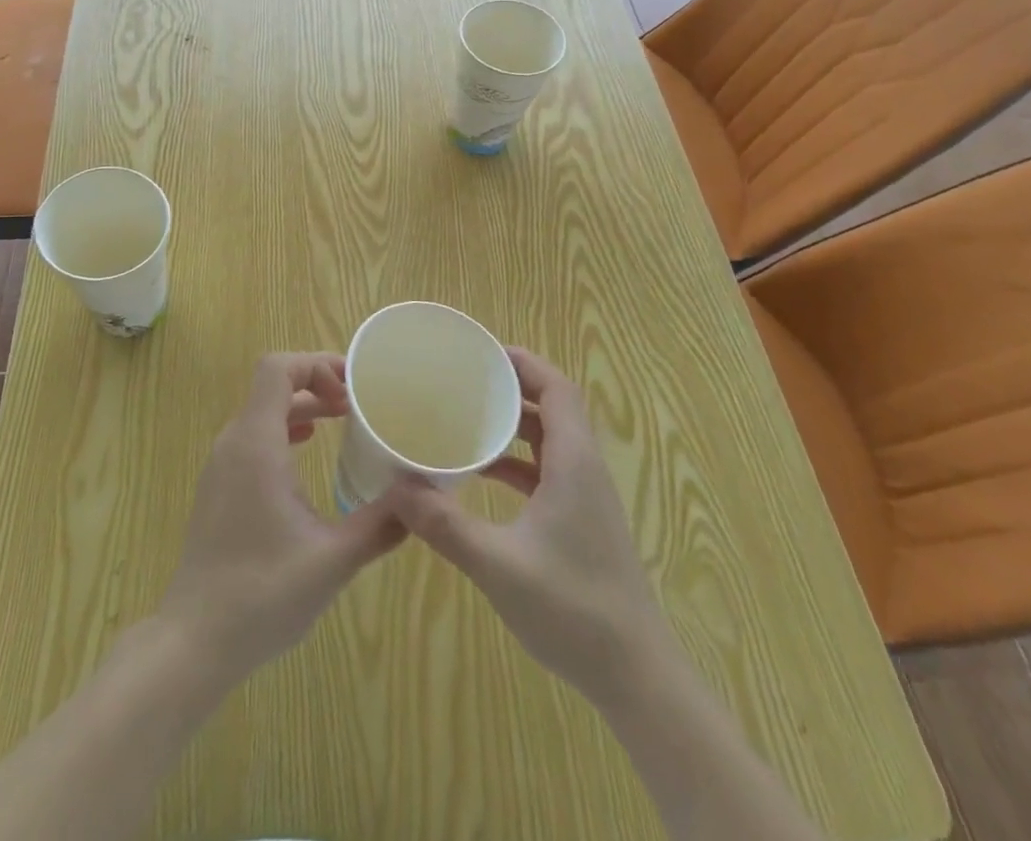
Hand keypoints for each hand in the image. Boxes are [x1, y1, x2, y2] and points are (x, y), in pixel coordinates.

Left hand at [156, 352, 405, 685]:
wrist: (193, 642)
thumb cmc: (263, 593)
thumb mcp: (334, 559)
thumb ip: (381, 523)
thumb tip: (423, 497)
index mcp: (256, 442)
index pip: (278, 368)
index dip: (317, 363)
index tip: (355, 385)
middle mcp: (234, 442)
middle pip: (273, 385)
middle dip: (317, 383)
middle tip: (359, 402)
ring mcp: (221, 465)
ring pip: (262, 411)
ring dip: (302, 405)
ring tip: (342, 419)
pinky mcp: (219, 487)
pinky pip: (253, 436)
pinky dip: (284, 429)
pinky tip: (308, 450)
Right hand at [392, 347, 662, 714]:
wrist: (636, 677)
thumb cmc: (572, 609)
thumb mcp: (497, 564)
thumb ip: (444, 524)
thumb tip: (394, 488)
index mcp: (574, 462)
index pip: (557, 388)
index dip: (524, 363)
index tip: (482, 353)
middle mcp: (585, 469)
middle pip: (554, 408)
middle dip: (512, 388)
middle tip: (464, 381)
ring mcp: (588, 498)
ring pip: (551, 441)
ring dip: (514, 426)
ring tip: (467, 419)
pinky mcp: (584, 522)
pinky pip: (549, 471)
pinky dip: (518, 462)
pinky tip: (482, 476)